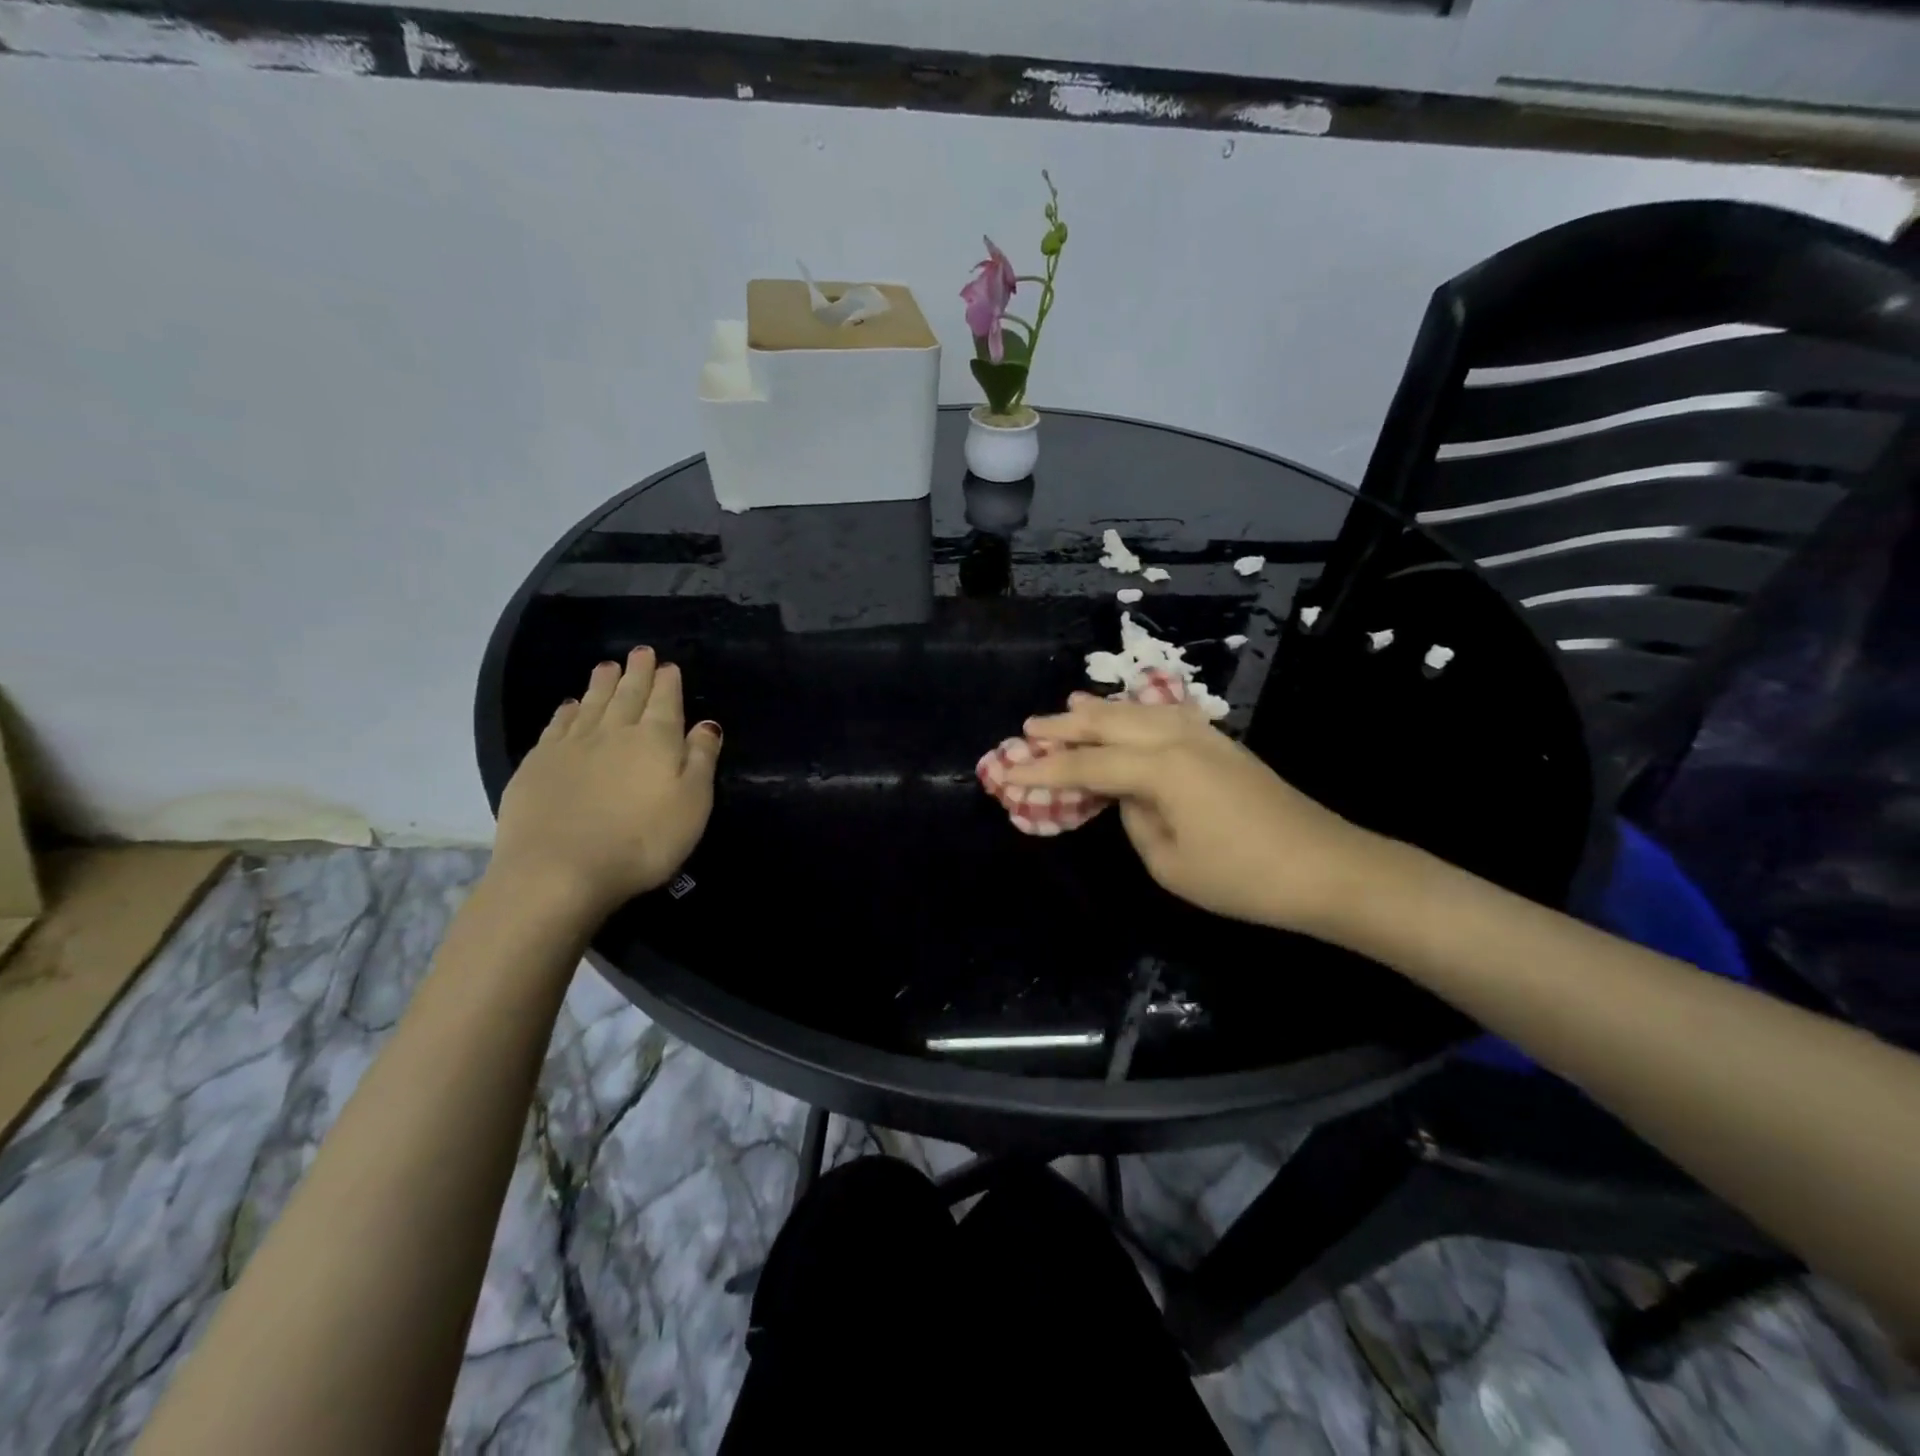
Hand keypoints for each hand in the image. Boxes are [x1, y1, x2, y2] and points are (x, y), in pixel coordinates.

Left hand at [490, 647, 721, 920]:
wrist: (559, 870)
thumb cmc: (642, 841)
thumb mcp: (692, 804)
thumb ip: (701, 760)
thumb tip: (706, 724)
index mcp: (656, 740)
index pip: (665, 701)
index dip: (668, 682)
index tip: (668, 665)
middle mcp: (613, 732)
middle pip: (628, 695)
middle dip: (637, 673)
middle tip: (640, 652)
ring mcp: (571, 746)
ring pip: (591, 704)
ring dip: (602, 684)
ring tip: (607, 667)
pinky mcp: (538, 765)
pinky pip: (557, 726)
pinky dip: (567, 711)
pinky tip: (570, 706)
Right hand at [1008, 692, 1378, 935]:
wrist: (1327, 868)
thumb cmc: (1243, 877)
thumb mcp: (1170, 862)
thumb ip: (1136, 820)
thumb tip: (1129, 796)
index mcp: (1161, 769)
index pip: (1088, 766)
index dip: (1045, 770)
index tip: (1008, 771)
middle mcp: (1179, 740)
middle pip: (1111, 725)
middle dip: (1067, 726)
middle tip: (1029, 726)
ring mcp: (1206, 737)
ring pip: (1141, 712)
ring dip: (1103, 709)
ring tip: (1072, 704)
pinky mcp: (1224, 745)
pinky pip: (1168, 715)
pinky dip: (1140, 711)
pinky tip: (1134, 712)